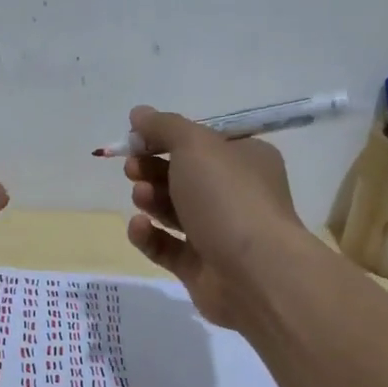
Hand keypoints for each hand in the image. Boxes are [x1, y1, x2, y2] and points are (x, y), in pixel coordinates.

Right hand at [121, 106, 307, 327]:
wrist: (255, 272)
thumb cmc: (228, 197)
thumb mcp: (195, 146)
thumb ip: (163, 127)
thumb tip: (138, 114)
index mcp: (245, 160)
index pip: (201, 143)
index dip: (166, 138)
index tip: (135, 139)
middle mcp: (235, 195)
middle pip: (184, 176)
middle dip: (152, 169)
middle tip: (132, 168)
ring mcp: (218, 233)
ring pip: (174, 211)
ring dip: (151, 199)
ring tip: (140, 196)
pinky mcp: (200, 268)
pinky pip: (167, 247)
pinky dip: (149, 235)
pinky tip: (139, 227)